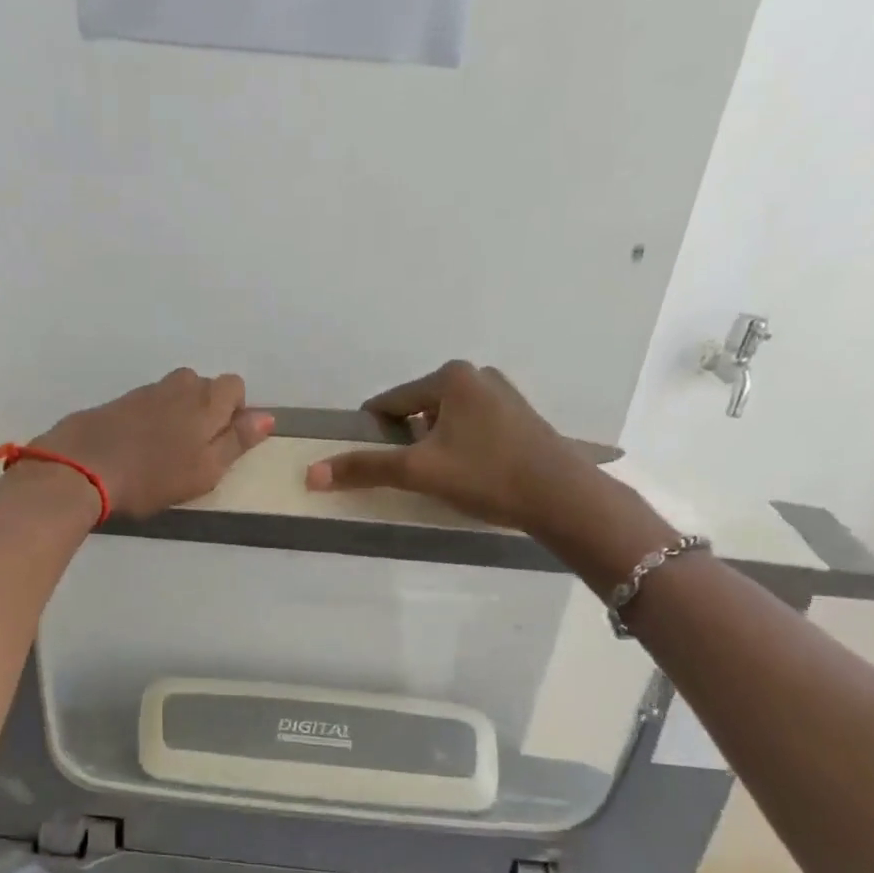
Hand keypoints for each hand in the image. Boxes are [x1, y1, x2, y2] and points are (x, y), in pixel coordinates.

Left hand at [34, 368, 273, 519]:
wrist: (82, 467)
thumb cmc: (153, 476)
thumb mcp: (205, 470)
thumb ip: (236, 442)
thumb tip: (267, 417)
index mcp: (205, 402)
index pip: (234, 386)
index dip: (234, 411)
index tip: (222, 442)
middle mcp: (178, 387)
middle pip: (204, 386)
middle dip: (206, 410)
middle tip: (194, 450)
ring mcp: (145, 392)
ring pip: (175, 393)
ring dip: (178, 413)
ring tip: (166, 450)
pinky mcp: (118, 402)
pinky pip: (148, 404)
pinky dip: (151, 419)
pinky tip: (139, 447)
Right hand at [305, 361, 674, 588]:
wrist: (562, 497)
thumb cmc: (486, 475)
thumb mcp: (419, 471)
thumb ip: (366, 469)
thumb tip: (311, 474)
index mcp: (450, 377)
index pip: (389, 403)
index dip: (372, 434)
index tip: (371, 464)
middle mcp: (476, 375)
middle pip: (417, 410)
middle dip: (407, 442)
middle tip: (411, 477)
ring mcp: (502, 395)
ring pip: (445, 421)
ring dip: (433, 447)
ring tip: (441, 480)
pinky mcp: (519, 417)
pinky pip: (471, 428)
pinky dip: (459, 448)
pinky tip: (470, 475)